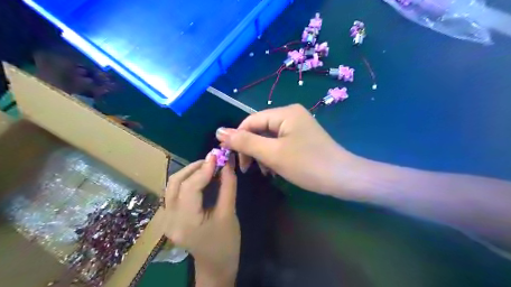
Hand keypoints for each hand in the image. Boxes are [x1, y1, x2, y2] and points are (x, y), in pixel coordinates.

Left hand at [163, 154, 240, 285]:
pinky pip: (175, 192)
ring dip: (190, 172)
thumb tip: (227, 163)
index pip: (190, 187)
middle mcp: (170, 219)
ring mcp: (166, 219)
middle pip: (175, 183)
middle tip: (213, 160)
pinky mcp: (170, 217)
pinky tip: (201, 177)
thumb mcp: (230, 213)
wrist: (215, 266)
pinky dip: (187, 181)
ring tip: (208, 166)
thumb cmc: (226, 243)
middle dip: (194, 167)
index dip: (204, 169)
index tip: (217, 155)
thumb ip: (228, 185)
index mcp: (186, 222)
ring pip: (172, 186)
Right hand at [215, 104, 358, 195]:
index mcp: (284, 113)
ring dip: (261, 154)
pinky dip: (273, 156)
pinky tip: (274, 170)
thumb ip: (245, 142)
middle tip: (247, 169)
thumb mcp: (272, 153)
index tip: (231, 158)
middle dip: (251, 148)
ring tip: (264, 172)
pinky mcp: (302, 138)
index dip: (237, 138)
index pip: (250, 121)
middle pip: (260, 129)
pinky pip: (280, 143)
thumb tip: (219, 132)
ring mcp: (298, 127)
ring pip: (269, 138)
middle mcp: (291, 115)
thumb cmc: (307, 164)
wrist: (343, 178)